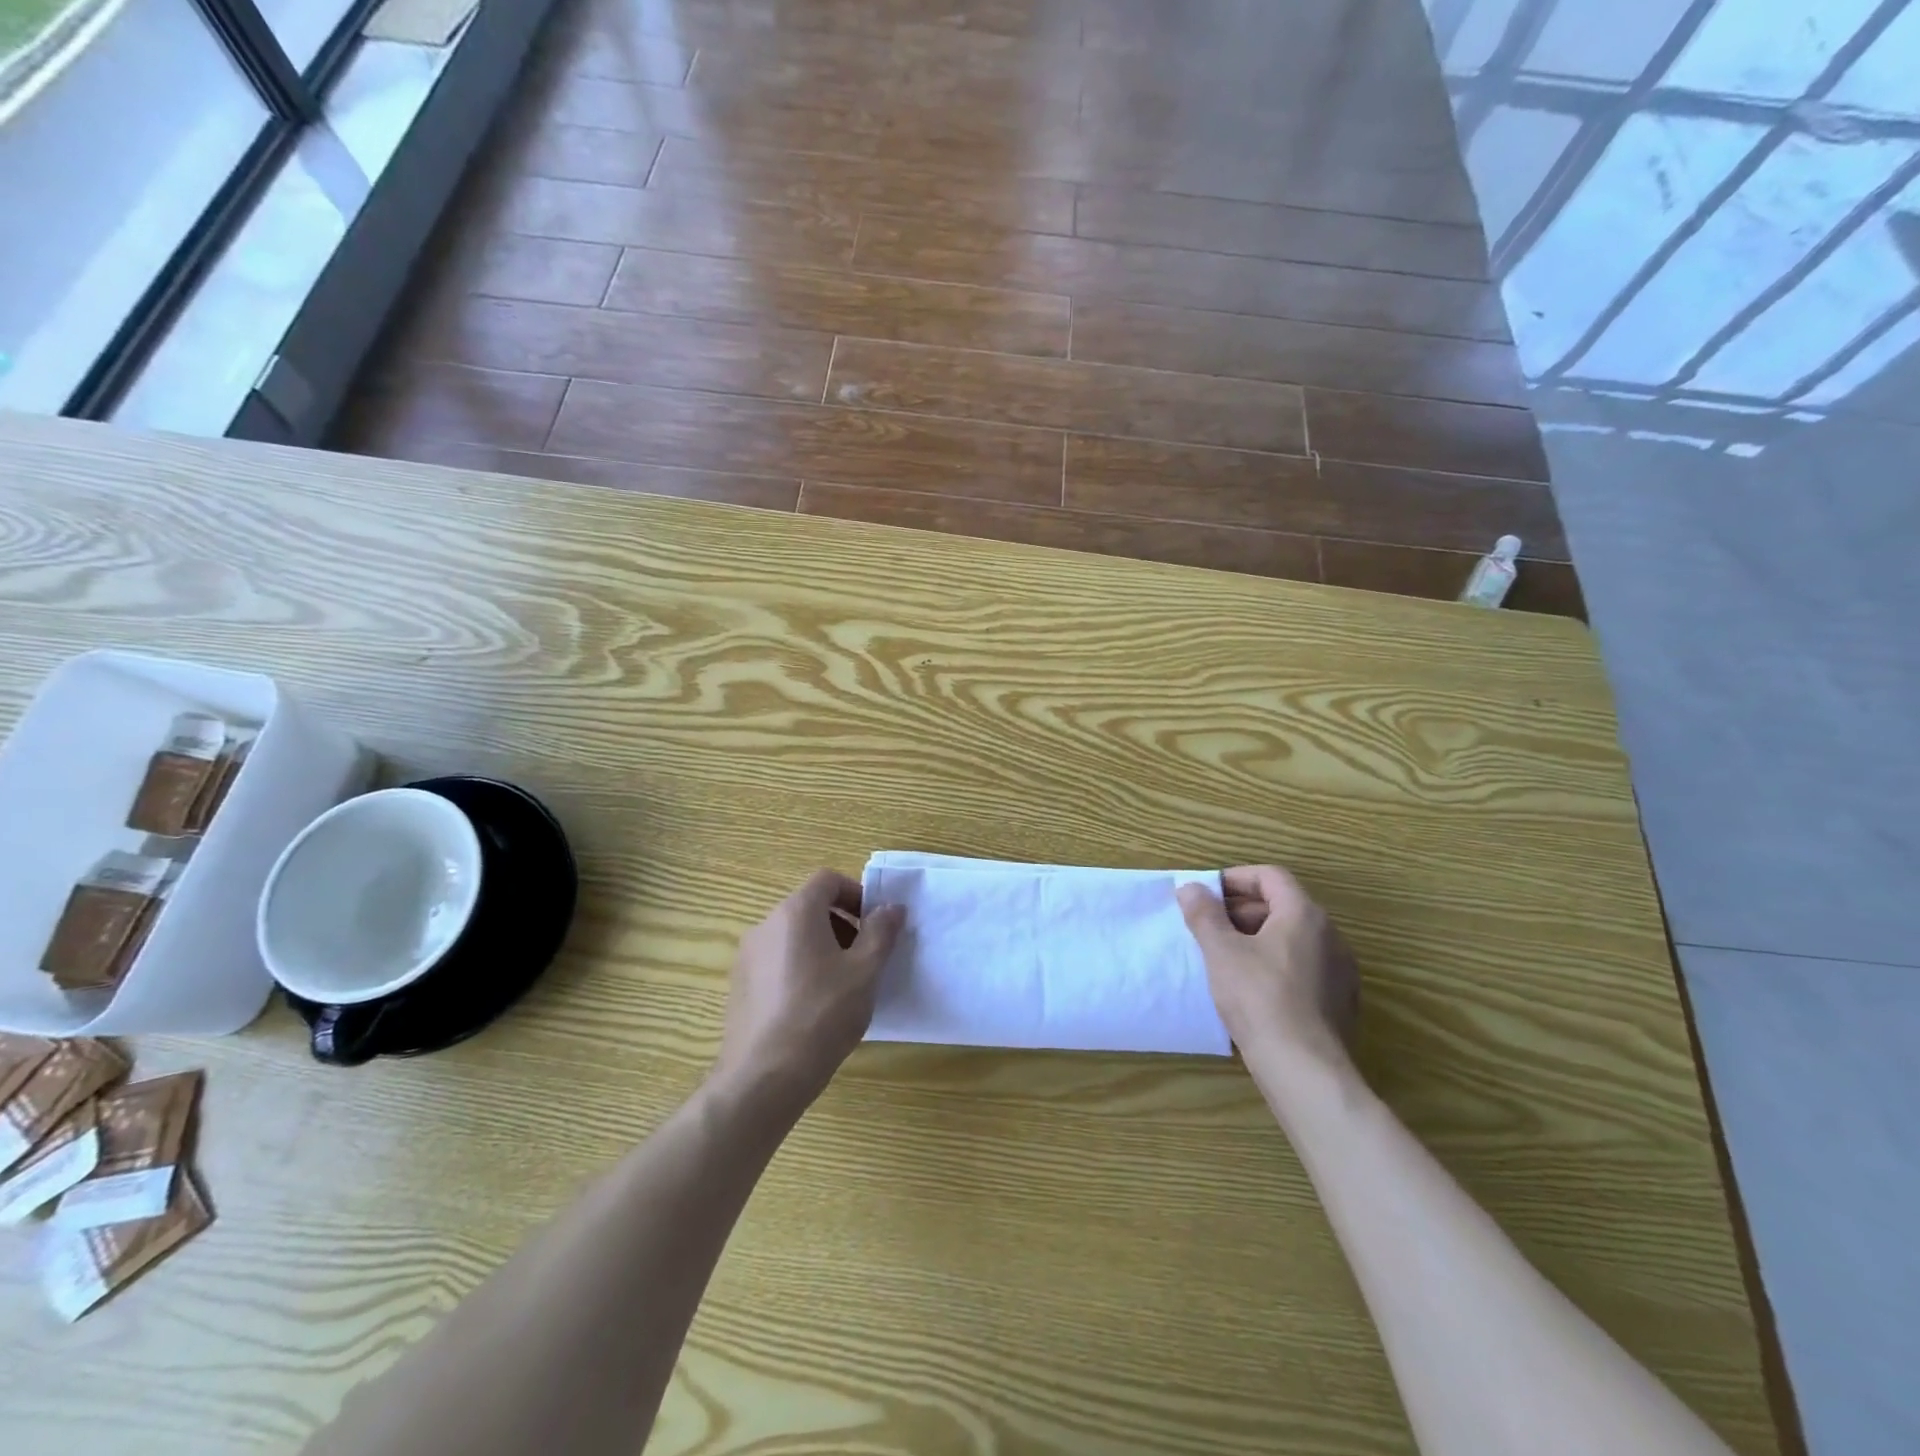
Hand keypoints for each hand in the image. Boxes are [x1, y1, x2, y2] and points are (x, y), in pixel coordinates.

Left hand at [712, 870, 905, 1115]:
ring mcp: (746, 956)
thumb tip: (892, 907)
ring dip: (821, 947)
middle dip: (842, 924)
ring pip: (792, 936)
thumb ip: (881, 932)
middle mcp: (765, 925)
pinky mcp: (738, 986)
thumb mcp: (865, 971)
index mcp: (795, 912)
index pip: (827, 880)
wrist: (764, 1077)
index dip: (856, 894)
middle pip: (809, 907)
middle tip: (864, 958)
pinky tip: (813, 1008)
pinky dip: (798, 968)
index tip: (874, 925)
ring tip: (841, 986)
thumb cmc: (822, 1014)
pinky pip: (775, 961)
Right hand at [1178, 865, 1358, 1069]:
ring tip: (1224, 956)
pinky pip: (1303, 966)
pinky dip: (1275, 964)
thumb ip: (1204, 914)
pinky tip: (1251, 988)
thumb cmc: (1259, 998)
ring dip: (1257, 937)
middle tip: (1208, 926)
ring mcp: (1340, 969)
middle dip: (1241, 910)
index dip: (1235, 879)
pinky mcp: (1340, 1001)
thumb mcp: (1221, 952)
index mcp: (1304, 914)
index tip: (1206, 894)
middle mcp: (1330, 935)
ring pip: (1292, 938)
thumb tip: (1191, 888)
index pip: (1270, 876)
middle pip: (1282, 905)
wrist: (1305, 1069)